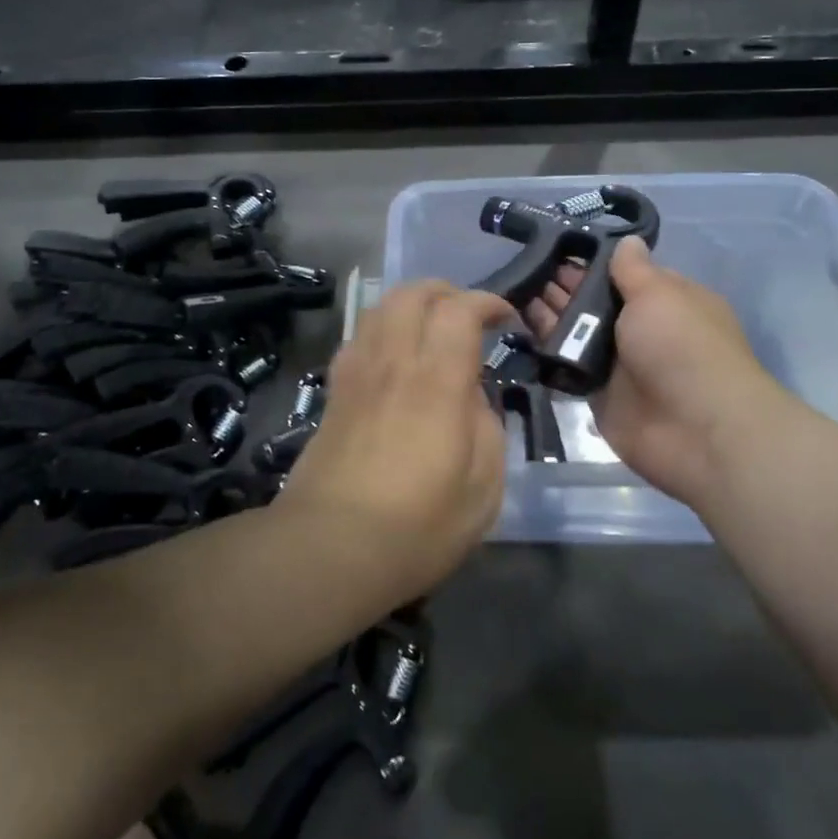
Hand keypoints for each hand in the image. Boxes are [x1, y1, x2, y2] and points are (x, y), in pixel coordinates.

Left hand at [280, 280, 514, 596]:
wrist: (331, 547)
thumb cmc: (418, 525)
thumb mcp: (483, 487)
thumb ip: (486, 426)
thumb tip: (470, 395)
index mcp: (437, 381)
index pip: (459, 310)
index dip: (487, 301)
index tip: (506, 316)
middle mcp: (393, 363)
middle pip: (412, 293)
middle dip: (446, 291)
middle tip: (468, 315)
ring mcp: (357, 374)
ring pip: (379, 309)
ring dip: (411, 304)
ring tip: (431, 329)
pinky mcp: (333, 393)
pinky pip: (357, 338)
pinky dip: (381, 329)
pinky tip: (392, 357)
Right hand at [525, 236, 793, 510]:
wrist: (696, 430)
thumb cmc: (682, 348)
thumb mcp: (659, 294)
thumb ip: (633, 269)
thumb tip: (627, 239)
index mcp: (665, 300)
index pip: (622, 273)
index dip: (589, 262)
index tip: (552, 246)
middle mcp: (641, 328)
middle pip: (594, 302)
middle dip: (562, 286)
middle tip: (520, 269)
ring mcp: (619, 363)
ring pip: (576, 333)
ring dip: (548, 315)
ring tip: (511, 292)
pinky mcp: (598, 394)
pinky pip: (567, 367)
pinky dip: (546, 351)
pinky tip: (515, 329)